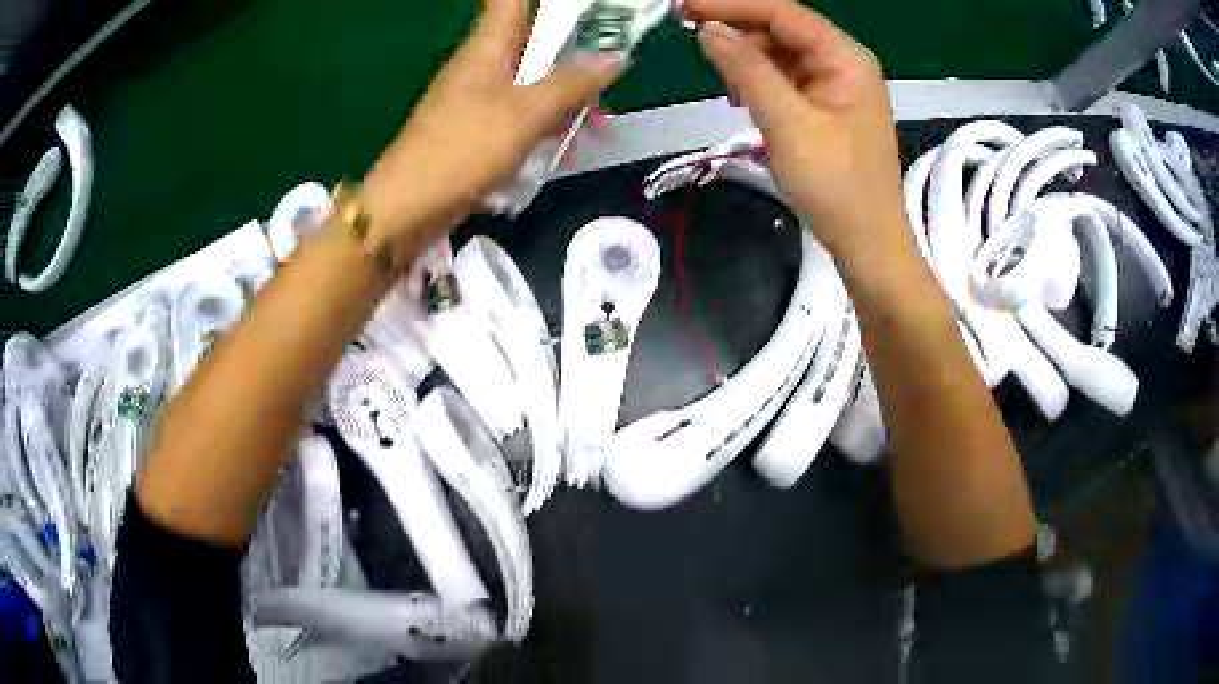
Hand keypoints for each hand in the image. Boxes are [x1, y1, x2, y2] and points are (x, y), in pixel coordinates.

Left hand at [364, 0, 621, 239]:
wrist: (408, 208)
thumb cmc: (463, 149)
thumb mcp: (526, 113)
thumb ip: (572, 84)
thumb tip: (615, 58)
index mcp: (488, 47)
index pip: (513, 1)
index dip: (543, 0)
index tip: (580, 10)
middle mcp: (482, 66)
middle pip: (534, 43)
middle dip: (574, 57)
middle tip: (607, 79)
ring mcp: (478, 99)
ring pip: (531, 83)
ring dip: (565, 99)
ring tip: (596, 126)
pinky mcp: (476, 130)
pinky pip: (519, 115)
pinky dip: (544, 126)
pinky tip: (564, 150)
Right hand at [685, 0, 906, 258]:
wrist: (868, 243)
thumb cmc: (835, 185)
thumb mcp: (786, 122)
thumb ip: (746, 69)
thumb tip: (708, 29)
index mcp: (845, 58)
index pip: (782, 12)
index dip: (732, 5)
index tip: (685, 8)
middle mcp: (845, 63)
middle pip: (783, 30)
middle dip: (740, 34)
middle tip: (696, 46)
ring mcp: (838, 86)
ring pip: (783, 55)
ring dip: (749, 63)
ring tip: (725, 87)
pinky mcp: (829, 108)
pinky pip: (788, 81)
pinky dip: (762, 84)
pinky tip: (744, 100)